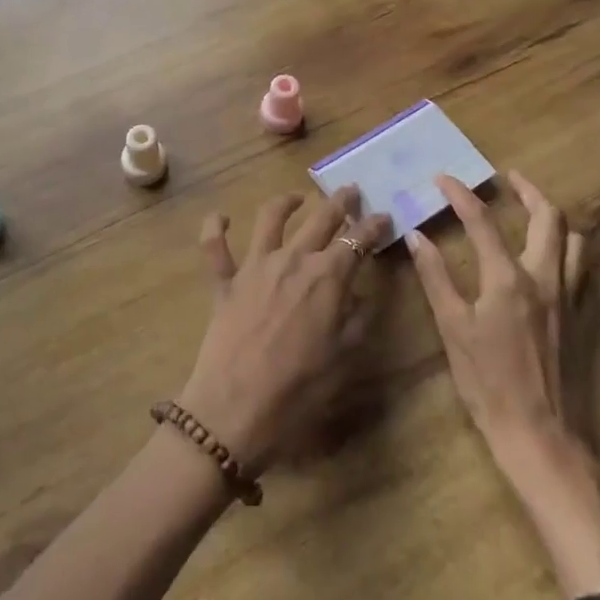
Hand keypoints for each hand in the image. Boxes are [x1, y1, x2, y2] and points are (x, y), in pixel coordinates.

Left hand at [178, 188, 389, 471]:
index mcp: (327, 277)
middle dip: (339, 202)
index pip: (357, 240)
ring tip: (297, 198)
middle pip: (320, 220)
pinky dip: (215, 227)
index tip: (384, 217)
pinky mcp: (225, 280)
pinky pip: (215, 246)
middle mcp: (292, 260)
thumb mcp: (344, 358)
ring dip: (286, 202)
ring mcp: (255, 266)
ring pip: (271, 218)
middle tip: (350, 191)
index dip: (373, 226)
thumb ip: (357, 319)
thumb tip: (362, 294)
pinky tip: (221, 217)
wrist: (236, 408)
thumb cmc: (299, 390)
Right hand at [409, 171, 590, 463]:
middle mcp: (545, 279)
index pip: (483, 221)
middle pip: (549, 217)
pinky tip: (552, 258)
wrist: (541, 436)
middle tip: (508, 179)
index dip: (461, 195)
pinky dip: (568, 249)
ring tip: (533, 212)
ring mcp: (571, 298)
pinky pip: (583, 269)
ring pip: (575, 240)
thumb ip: (435, 278)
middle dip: (528, 190)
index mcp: (509, 279)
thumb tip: (416, 237)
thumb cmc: (488, 383)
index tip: (443, 178)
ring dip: (554, 218)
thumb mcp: (452, 329)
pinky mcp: (583, 319)